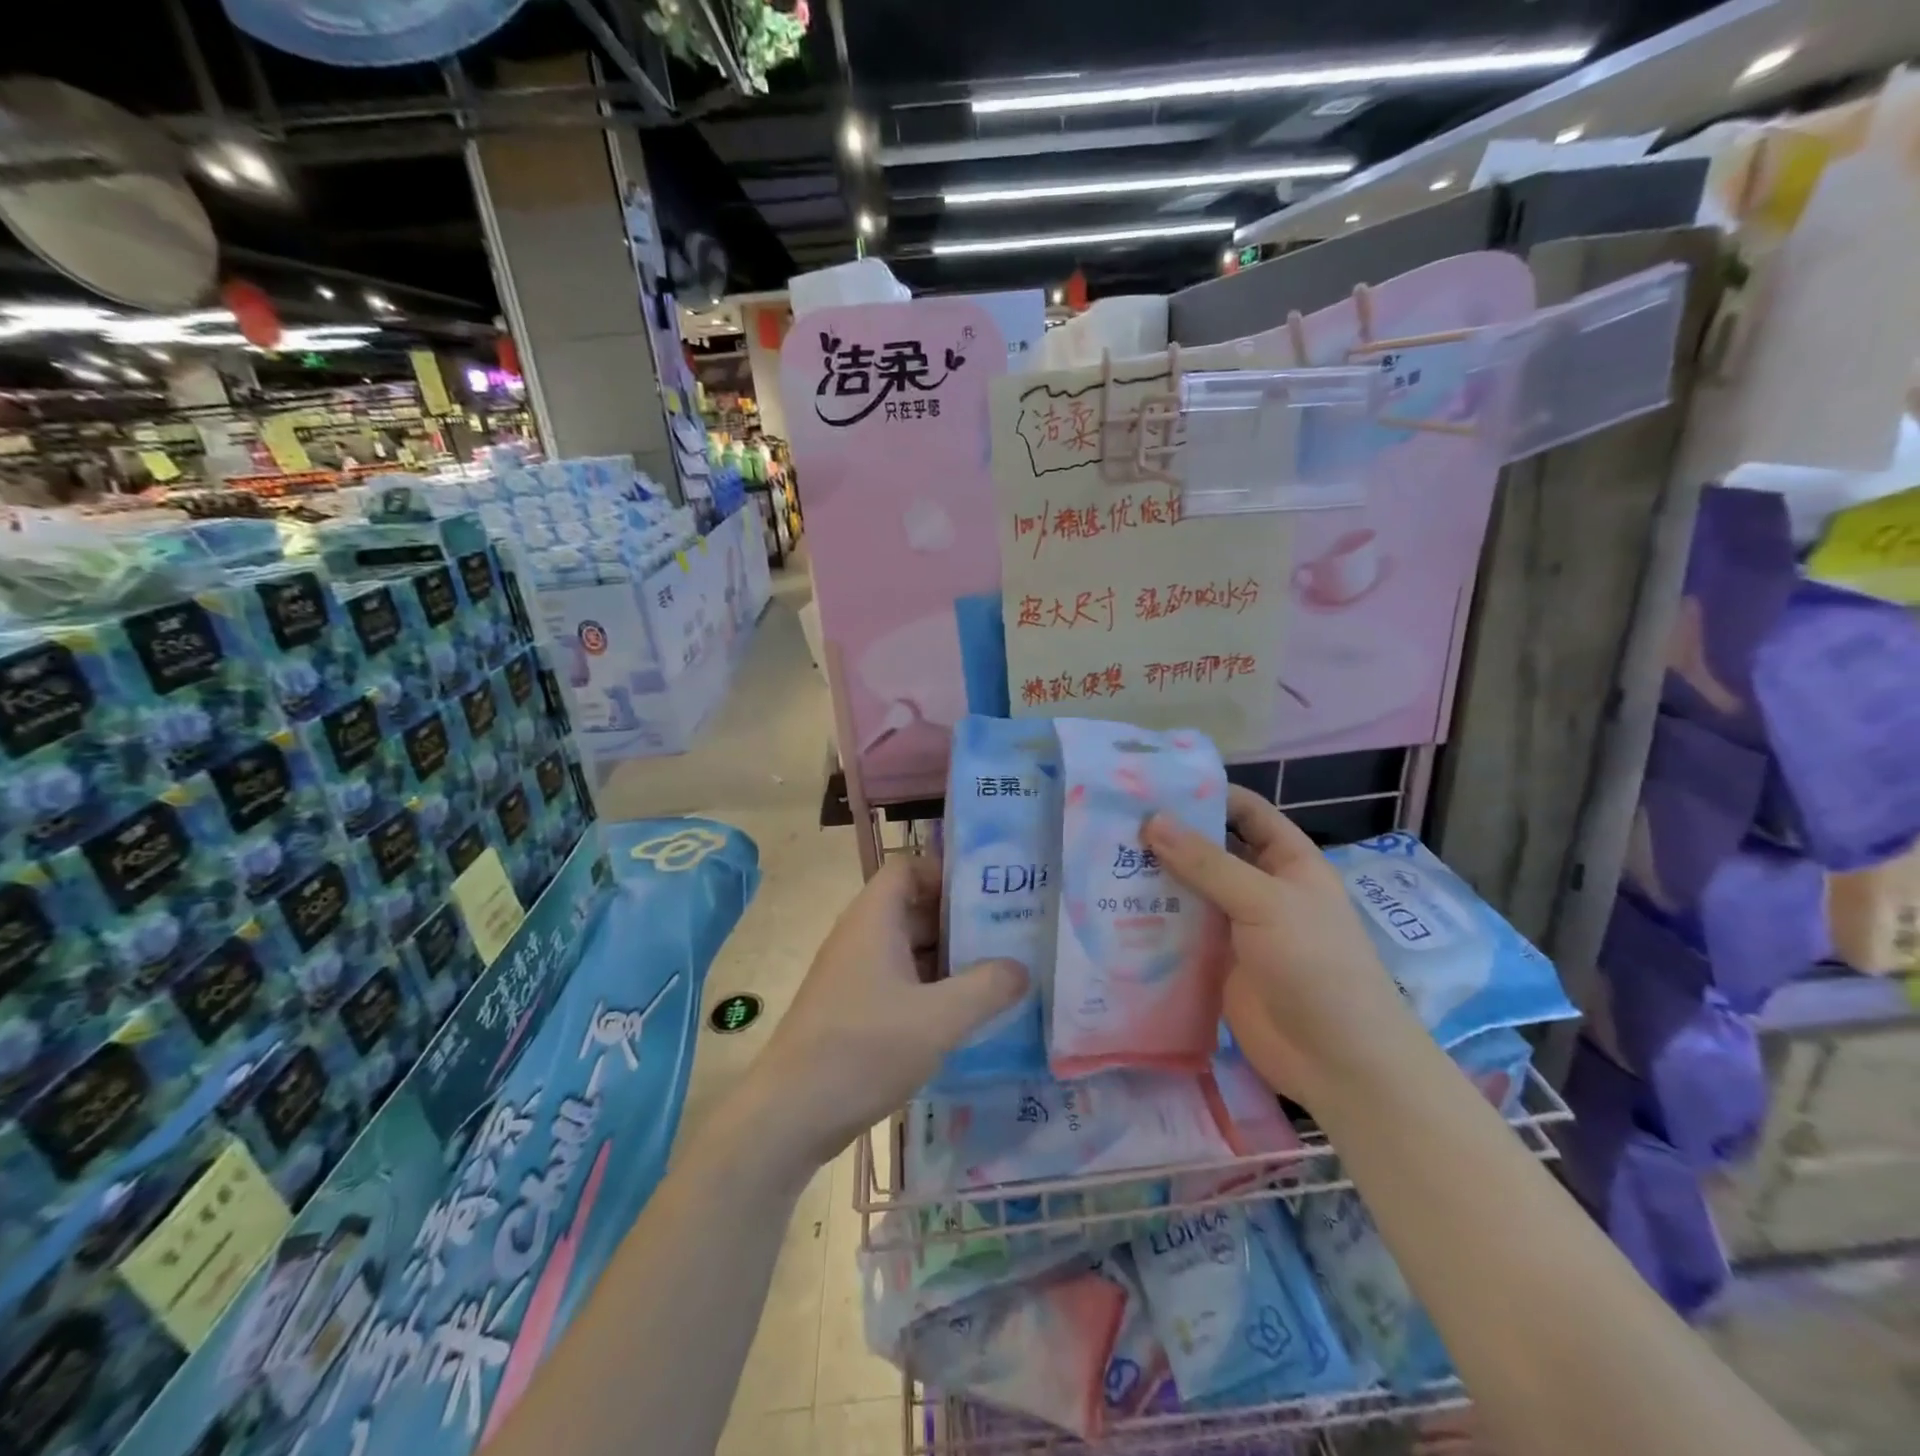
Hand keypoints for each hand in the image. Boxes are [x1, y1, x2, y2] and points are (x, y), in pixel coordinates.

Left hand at [745, 855, 1026, 1170]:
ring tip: (999, 975)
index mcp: (873, 919)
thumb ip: (987, 988)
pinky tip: (964, 1016)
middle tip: (1011, 936)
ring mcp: (853, 975)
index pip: (909, 869)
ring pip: (909, 950)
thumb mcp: (939, 1019)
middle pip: (914, 909)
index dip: (947, 874)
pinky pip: (899, 983)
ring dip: (949, 960)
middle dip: (960, 921)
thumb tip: (1022, 969)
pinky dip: (931, 990)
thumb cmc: (864, 1050)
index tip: (990, 895)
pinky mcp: (852, 1010)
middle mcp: (860, 937)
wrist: (790, 1115)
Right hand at [1142, 787, 1412, 1105]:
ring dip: (1153, 877)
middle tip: (1112, 821)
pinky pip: (1179, 932)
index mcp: (1287, 861)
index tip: (1152, 784)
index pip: (1246, 811)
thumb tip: (1151, 821)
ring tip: (1100, 858)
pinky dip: (1151, 920)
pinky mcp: (1213, 963)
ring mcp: (1235, 927)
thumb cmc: (1315, 965)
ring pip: (1188, 890)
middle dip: (1168, 836)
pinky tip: (1112, 909)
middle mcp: (1259, 887)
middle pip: (1209, 850)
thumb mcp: (1265, 902)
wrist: (1337, 1061)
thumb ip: (1207, 863)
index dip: (1206, 794)